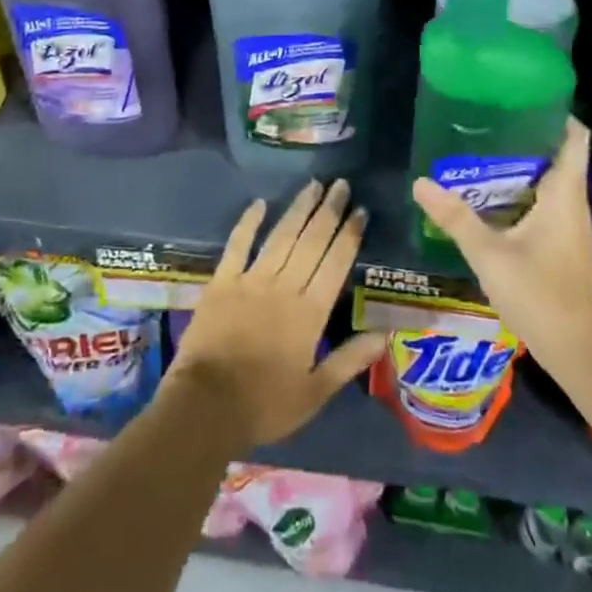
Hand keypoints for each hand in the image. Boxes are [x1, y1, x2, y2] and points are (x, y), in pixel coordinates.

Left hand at [164, 178, 386, 449]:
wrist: (206, 407)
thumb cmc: (265, 404)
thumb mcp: (316, 392)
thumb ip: (350, 360)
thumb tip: (385, 334)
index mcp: (310, 313)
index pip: (335, 264)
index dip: (349, 235)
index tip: (360, 210)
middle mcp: (284, 287)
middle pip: (311, 241)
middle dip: (329, 211)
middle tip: (341, 184)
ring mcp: (251, 280)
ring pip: (281, 236)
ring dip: (299, 209)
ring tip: (314, 185)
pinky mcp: (222, 281)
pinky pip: (238, 244)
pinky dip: (248, 222)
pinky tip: (259, 203)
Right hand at [411, 118, 591, 383]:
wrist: (578, 353)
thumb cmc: (541, 296)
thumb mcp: (490, 255)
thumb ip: (455, 218)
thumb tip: (420, 181)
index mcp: (564, 194)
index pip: (575, 137)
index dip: (556, 112)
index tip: (522, 96)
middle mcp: (572, 202)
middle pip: (556, 153)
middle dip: (525, 134)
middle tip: (485, 119)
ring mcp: (569, 224)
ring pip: (548, 179)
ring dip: (519, 163)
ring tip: (479, 148)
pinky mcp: (561, 242)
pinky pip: (543, 200)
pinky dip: (520, 189)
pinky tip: (488, 194)